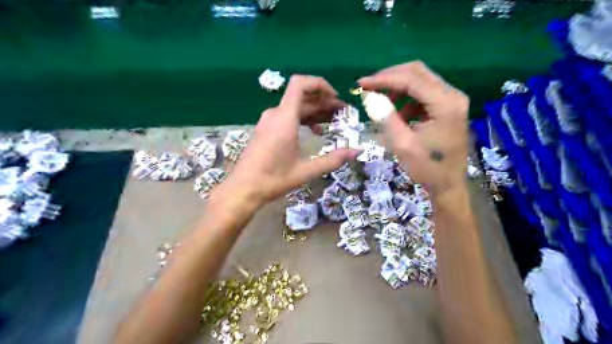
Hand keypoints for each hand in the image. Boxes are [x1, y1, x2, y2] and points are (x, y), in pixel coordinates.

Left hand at [219, 74, 358, 206]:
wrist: (243, 189)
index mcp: (284, 118)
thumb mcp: (306, 171)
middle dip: (324, 102)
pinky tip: (313, 132)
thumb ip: (333, 159)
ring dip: (314, 111)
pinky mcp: (265, 129)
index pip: (300, 84)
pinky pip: (287, 116)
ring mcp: (268, 121)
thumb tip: (357, 151)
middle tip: (342, 114)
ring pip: (295, 107)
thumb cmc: (273, 179)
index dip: (320, 85)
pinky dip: (302, 119)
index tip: (335, 98)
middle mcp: (275, 114)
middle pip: (302, 97)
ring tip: (332, 122)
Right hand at [360, 60, 468, 196]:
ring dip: (397, 88)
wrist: (449, 185)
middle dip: (390, 77)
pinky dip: (406, 99)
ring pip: (420, 80)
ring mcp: (452, 100)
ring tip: (380, 103)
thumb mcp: (402, 144)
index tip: (361, 83)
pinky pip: (423, 94)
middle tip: (369, 87)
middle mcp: (453, 95)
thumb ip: (386, 117)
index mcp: (445, 104)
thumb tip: (369, 96)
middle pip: (417, 72)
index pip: (411, 79)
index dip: (383, 79)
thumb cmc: (427, 168)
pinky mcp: (448, 107)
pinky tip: (397, 115)